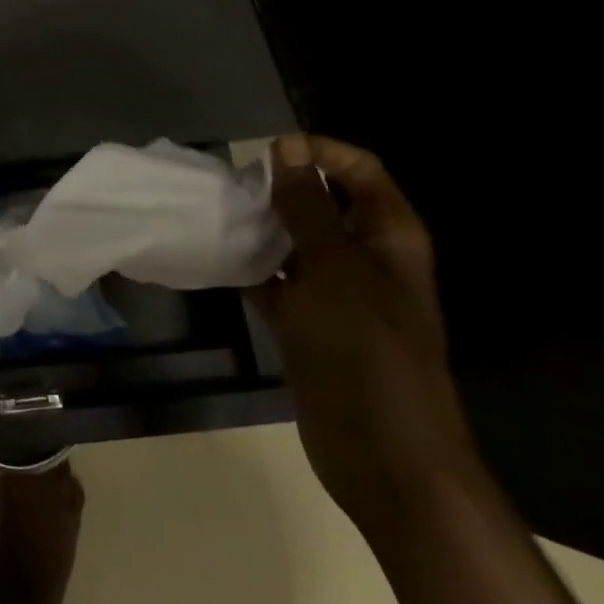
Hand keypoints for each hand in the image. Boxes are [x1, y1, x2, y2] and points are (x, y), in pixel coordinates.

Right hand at [250, 134, 481, 529]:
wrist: (383, 456)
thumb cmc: (366, 349)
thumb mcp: (334, 267)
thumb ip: (306, 206)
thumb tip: (286, 147)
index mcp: (388, 235)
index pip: (359, 168)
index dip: (318, 151)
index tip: (267, 154)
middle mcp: (364, 256)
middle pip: (322, 201)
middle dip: (278, 189)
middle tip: (232, 187)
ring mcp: (336, 292)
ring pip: (293, 241)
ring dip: (258, 227)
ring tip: (217, 215)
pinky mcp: (308, 322)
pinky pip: (274, 280)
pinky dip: (248, 268)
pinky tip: (215, 257)